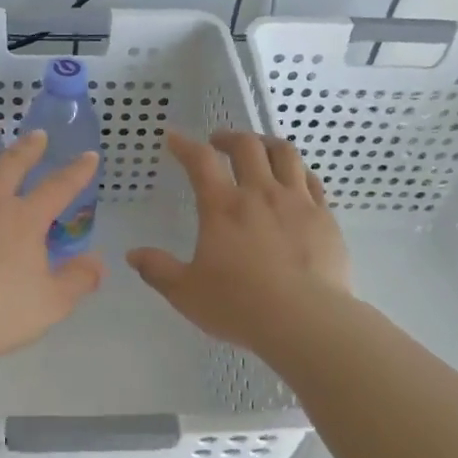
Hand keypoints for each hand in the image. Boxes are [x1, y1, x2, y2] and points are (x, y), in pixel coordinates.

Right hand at [128, 130, 348, 352]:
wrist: (305, 320)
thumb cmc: (239, 305)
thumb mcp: (186, 292)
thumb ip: (158, 270)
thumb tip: (133, 255)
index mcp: (223, 208)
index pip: (200, 161)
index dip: (184, 145)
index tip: (173, 137)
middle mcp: (261, 194)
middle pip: (247, 146)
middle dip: (229, 137)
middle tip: (218, 142)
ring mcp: (297, 202)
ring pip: (285, 154)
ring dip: (267, 144)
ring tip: (259, 149)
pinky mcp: (325, 218)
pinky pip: (312, 181)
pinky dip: (298, 171)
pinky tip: (295, 179)